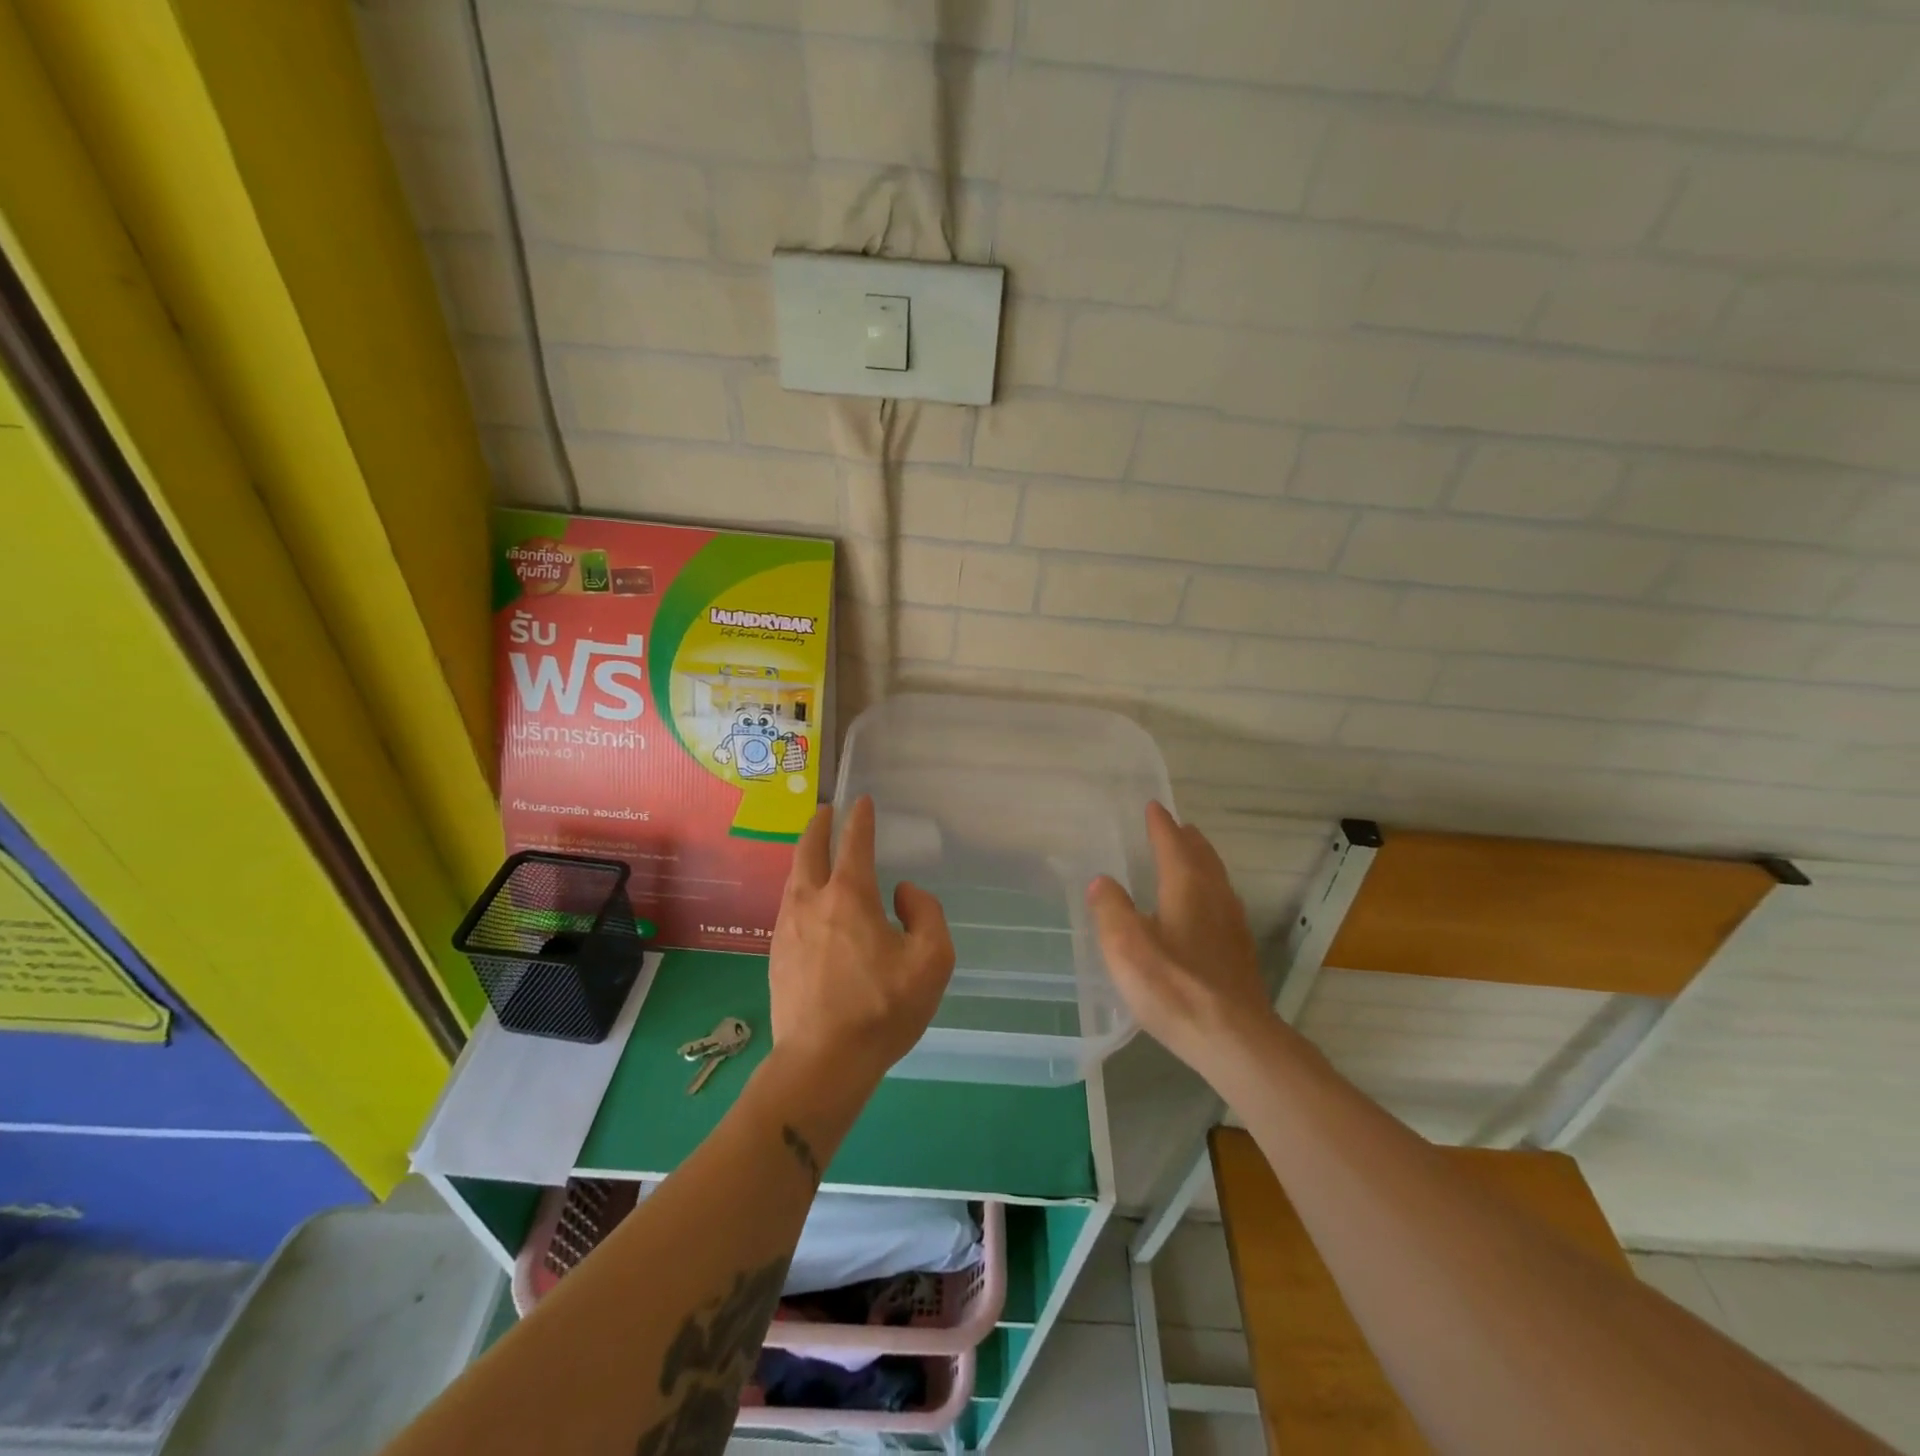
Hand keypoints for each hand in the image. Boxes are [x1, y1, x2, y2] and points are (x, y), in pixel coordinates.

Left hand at [768, 796, 954, 1090]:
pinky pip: (788, 907)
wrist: (821, 1062)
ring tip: (814, 852)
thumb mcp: (931, 960)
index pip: (854, 843)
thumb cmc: (882, 1008)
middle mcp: (812, 901)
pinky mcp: (776, 955)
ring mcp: (787, 928)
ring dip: (805, 856)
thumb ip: (926, 914)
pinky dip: (799, 889)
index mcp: (850, 896)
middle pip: (809, 850)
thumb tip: (903, 893)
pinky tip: (808, 903)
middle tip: (826, 811)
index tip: (861, 801)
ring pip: (793, 878)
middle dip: (819, 825)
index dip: (860, 818)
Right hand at [1087, 803, 1269, 1074]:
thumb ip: (1111, 908)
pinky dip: (1209, 889)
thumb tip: (1102, 881)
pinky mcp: (1239, 952)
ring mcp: (1232, 925)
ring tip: (1190, 857)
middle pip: (1202, 857)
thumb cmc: (1174, 986)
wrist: (1233, 1038)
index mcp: (1187, 887)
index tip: (1153, 807)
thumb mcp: (1127, 946)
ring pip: (1217, 879)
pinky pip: (1222, 902)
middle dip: (1186, 839)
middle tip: (1174, 826)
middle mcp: (1215, 897)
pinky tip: (1203, 910)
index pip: (1172, 844)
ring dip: (1201, 862)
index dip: (1160, 825)